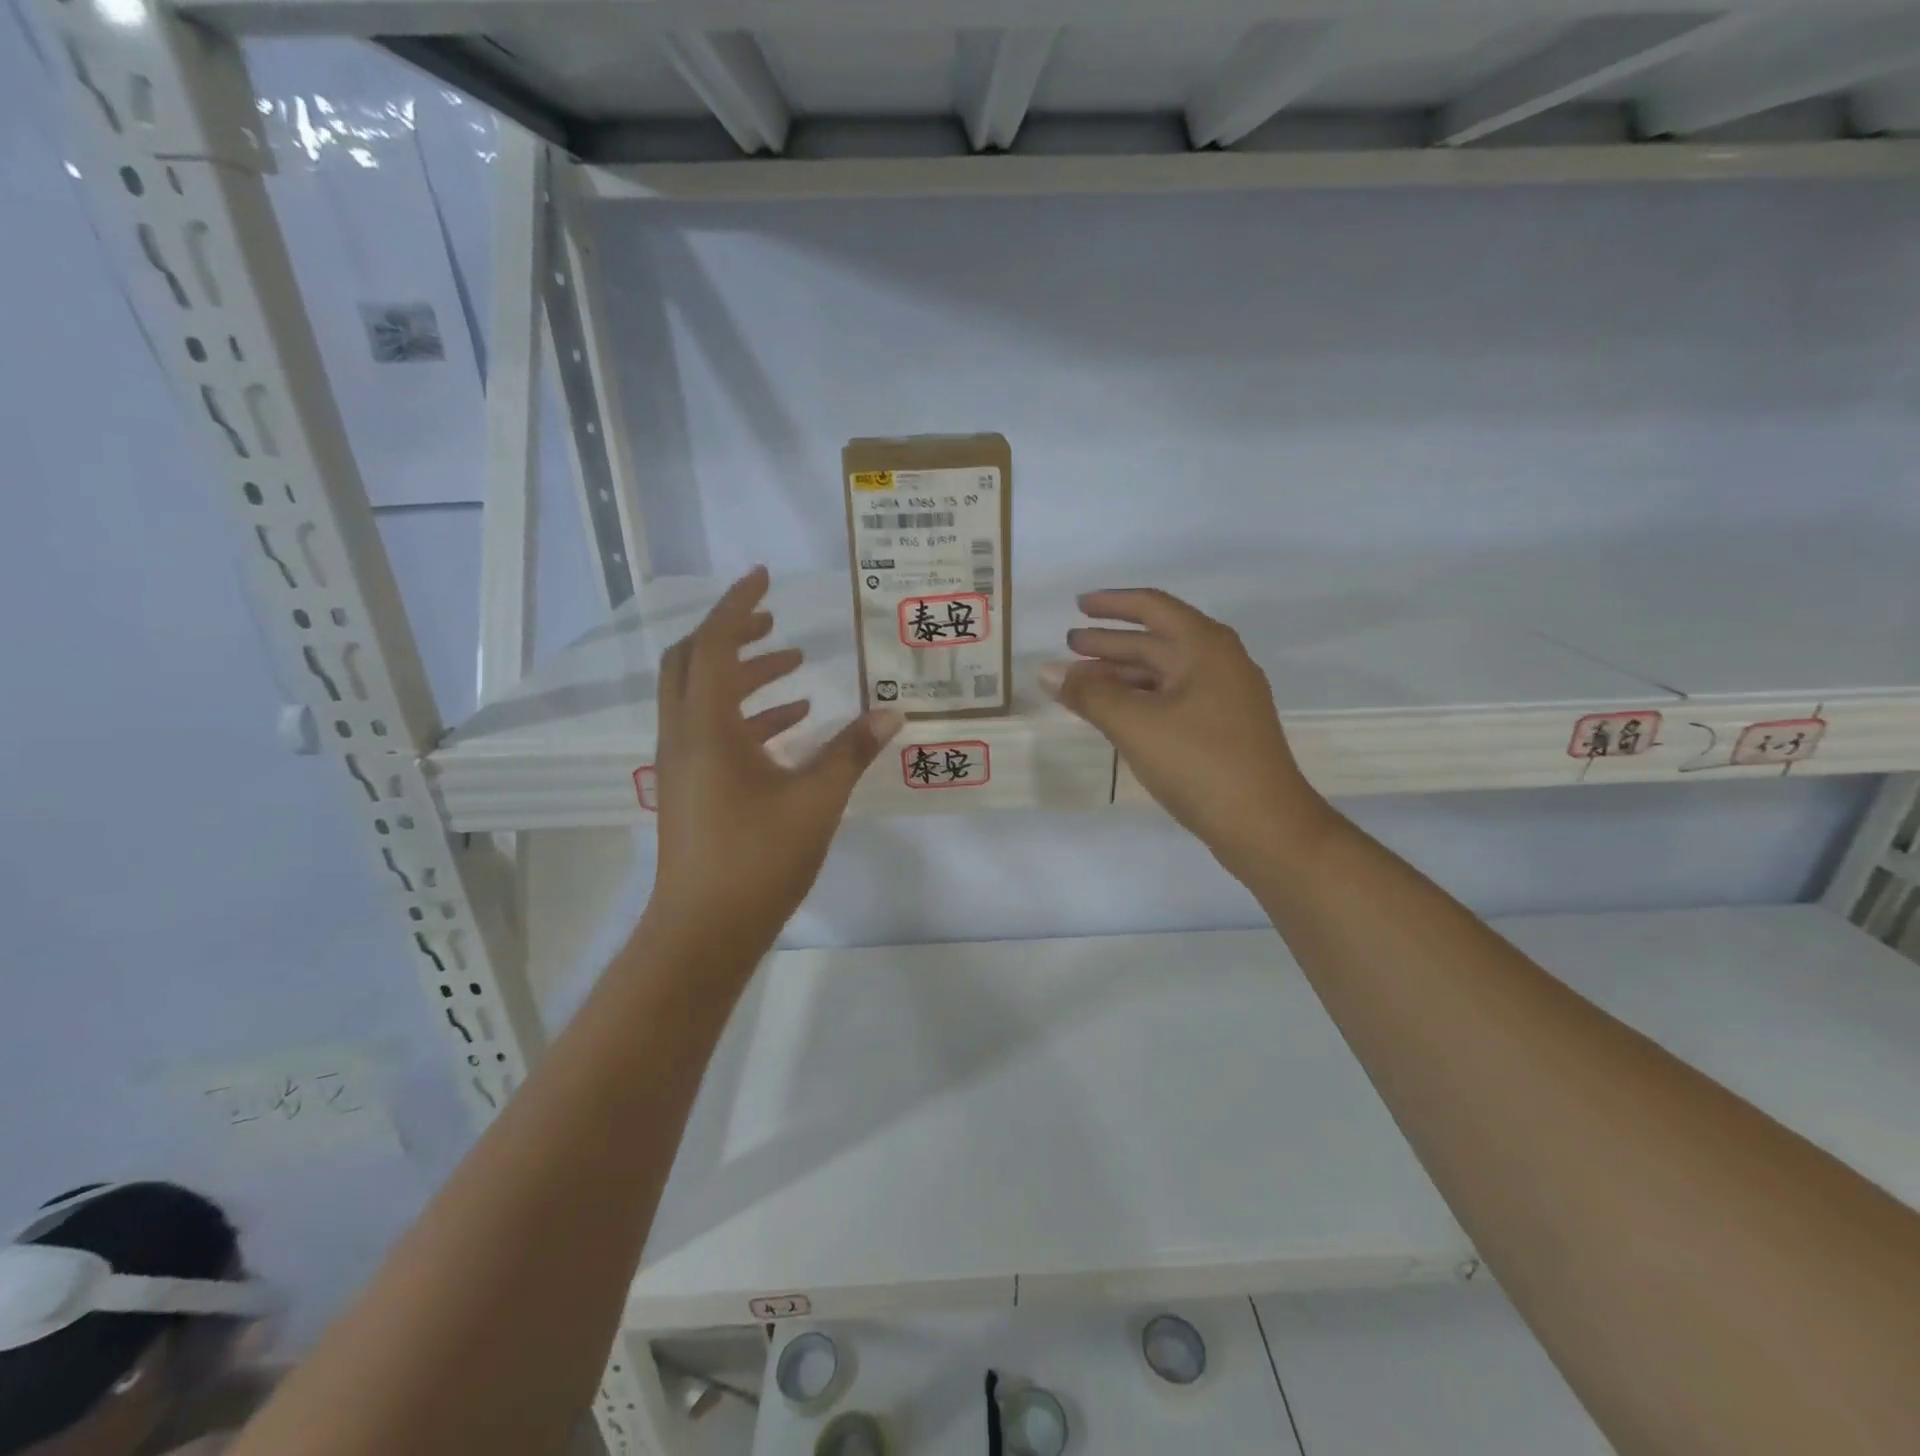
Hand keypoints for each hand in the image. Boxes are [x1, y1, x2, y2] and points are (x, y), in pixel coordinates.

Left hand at [650, 567, 903, 948]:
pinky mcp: (690, 789)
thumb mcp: (815, 801)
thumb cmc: (757, 860)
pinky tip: (791, 725)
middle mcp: (683, 736)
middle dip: (732, 635)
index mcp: (706, 728)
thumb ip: (851, 752)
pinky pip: (712, 733)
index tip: (764, 577)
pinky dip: (747, 716)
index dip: (737, 605)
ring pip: (703, 698)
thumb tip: (891, 713)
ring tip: (795, 670)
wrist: (703, 931)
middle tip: (775, 623)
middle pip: (692, 662)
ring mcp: (682, 764)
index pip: (713, 644)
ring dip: (744, 676)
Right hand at [1042, 589, 1329, 877]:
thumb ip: (1089, 694)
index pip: (1153, 607)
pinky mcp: (1222, 728)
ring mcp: (1224, 697)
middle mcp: (1219, 663)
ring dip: (1122, 673)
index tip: (1078, 605)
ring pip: (1163, 673)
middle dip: (1111, 642)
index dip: (1112, 604)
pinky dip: (1139, 699)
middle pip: (1156, 640)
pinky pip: (1172, 699)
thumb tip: (1047, 672)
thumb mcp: (1136, 724)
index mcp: (1205, 647)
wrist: (1265, 826)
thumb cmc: (1200, 763)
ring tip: (1081, 681)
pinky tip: (1115, 713)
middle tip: (1070, 645)